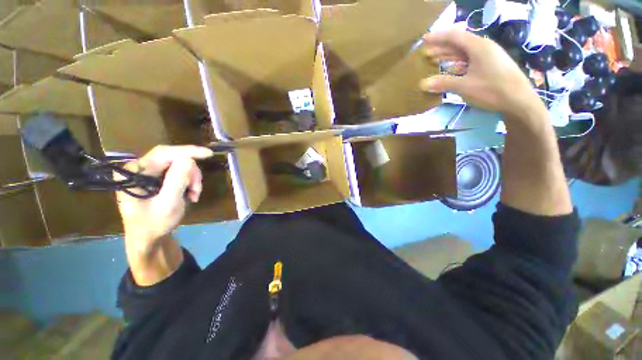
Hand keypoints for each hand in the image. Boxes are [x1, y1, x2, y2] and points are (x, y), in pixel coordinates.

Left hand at [116, 145, 213, 254]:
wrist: (147, 239)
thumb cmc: (154, 224)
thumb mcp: (168, 204)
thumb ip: (177, 181)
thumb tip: (189, 160)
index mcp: (134, 173)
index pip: (164, 153)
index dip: (188, 151)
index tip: (209, 154)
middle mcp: (139, 169)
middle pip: (173, 159)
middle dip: (191, 173)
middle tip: (197, 189)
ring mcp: (147, 173)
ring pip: (179, 166)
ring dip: (191, 179)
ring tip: (194, 195)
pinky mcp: (155, 179)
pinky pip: (178, 173)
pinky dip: (189, 182)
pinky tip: (190, 194)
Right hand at [420, 29, 545, 122]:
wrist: (518, 100)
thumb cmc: (492, 90)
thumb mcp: (465, 87)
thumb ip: (443, 83)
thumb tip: (423, 84)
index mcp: (478, 46)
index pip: (454, 36)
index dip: (437, 37)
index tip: (423, 40)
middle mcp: (483, 47)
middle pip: (458, 43)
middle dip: (441, 47)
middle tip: (425, 53)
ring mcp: (487, 56)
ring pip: (463, 52)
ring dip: (448, 55)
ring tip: (433, 60)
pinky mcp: (489, 66)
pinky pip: (469, 60)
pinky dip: (457, 64)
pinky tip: (449, 69)